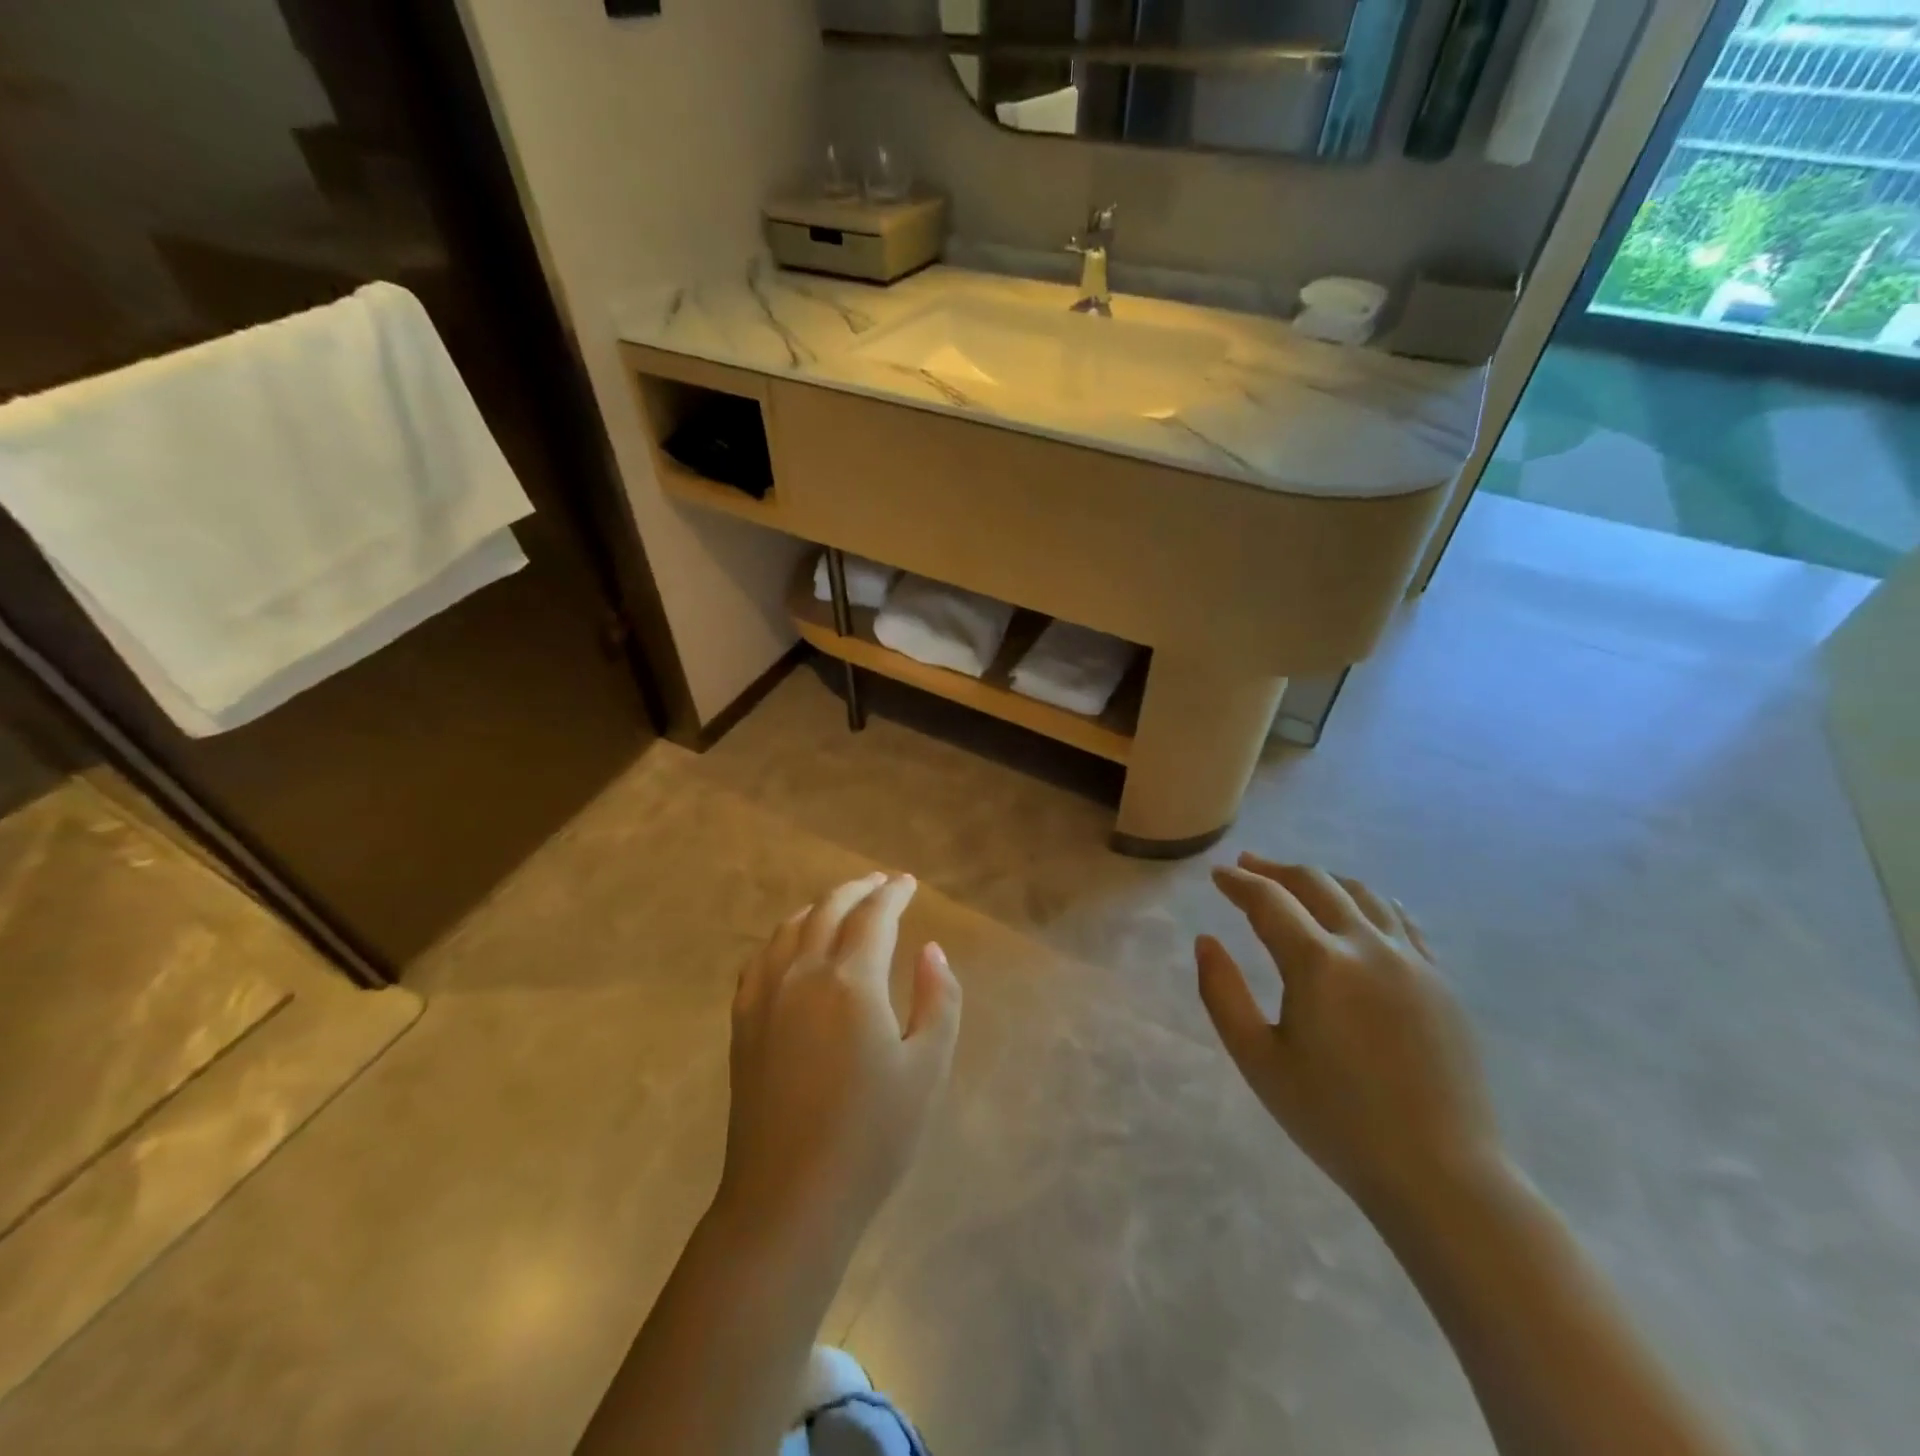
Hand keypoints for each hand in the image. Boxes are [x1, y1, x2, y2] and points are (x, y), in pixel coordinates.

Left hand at [718, 872, 960, 1249]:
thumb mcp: (927, 1070)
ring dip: (820, 906)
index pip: (874, 916)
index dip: (894, 894)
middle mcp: (802, 974)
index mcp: (850, 982)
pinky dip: (783, 935)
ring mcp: (766, 997)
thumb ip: (937, 1000)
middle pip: (829, 910)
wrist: (789, 1197)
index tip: (909, 883)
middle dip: (858, 890)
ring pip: (790, 927)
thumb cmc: (871, 1137)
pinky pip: (761, 958)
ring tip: (841, 903)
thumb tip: (930, 950)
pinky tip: (791, 943)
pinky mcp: (743, 1022)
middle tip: (881, 883)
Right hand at [1197, 855, 1500, 1217]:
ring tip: (1298, 881)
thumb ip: (1222, 994)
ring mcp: (1412, 960)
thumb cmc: (1335, 1120)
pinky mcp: (1441, 981)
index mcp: (1318, 963)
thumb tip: (1206, 941)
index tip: (1218, 875)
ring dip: (1323, 879)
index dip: (1239, 883)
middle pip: (1316, 884)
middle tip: (1248, 866)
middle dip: (1276, 870)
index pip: (1268, 901)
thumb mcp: (1258, 1060)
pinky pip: (1400, 920)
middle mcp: (1367, 946)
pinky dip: (1369, 902)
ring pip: (1362, 893)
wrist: (1440, 1174)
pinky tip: (1360, 910)